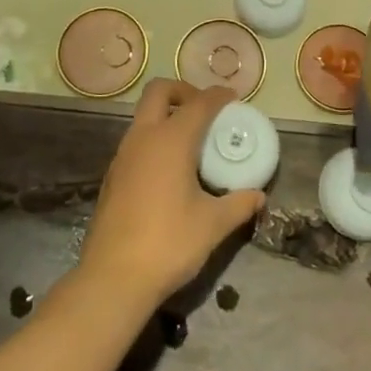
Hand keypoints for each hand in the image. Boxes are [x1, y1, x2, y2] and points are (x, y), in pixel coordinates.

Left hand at [78, 80, 266, 310]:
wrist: (113, 279)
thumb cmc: (169, 244)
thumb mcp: (213, 225)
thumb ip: (239, 204)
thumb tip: (259, 196)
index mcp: (171, 140)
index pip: (199, 103)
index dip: (218, 96)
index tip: (233, 98)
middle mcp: (143, 138)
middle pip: (159, 92)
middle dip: (183, 91)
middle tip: (204, 110)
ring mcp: (122, 156)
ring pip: (143, 116)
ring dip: (166, 116)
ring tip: (191, 141)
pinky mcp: (112, 176)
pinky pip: (136, 141)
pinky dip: (154, 139)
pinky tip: (170, 170)